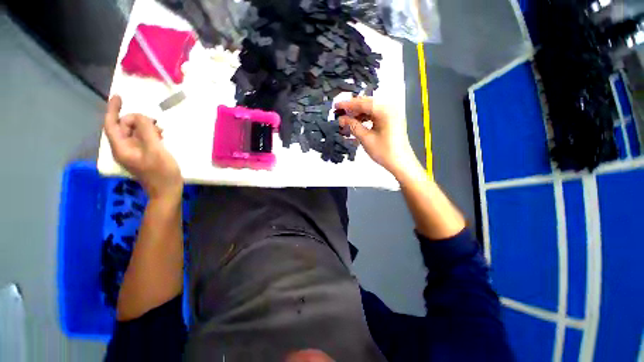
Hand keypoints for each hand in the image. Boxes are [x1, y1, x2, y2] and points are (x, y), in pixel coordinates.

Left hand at [104, 95, 181, 198]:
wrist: (167, 190)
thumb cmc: (162, 172)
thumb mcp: (156, 149)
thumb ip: (146, 130)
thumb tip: (140, 116)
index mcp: (121, 148)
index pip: (111, 124)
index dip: (113, 109)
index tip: (119, 96)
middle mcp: (124, 149)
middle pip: (124, 127)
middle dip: (138, 121)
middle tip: (156, 125)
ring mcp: (133, 153)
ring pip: (134, 133)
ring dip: (146, 128)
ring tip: (161, 133)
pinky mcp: (142, 155)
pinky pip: (142, 139)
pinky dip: (150, 135)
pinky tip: (161, 138)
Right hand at [336, 97, 417, 175]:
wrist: (401, 163)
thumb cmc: (384, 152)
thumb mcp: (366, 139)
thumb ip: (353, 126)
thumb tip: (341, 119)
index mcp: (385, 110)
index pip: (363, 103)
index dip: (348, 104)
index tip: (336, 106)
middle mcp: (390, 108)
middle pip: (367, 104)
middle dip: (353, 108)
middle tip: (340, 113)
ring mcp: (392, 114)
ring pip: (371, 109)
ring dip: (358, 114)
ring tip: (346, 120)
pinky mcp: (391, 120)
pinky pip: (375, 115)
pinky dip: (365, 118)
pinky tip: (357, 124)